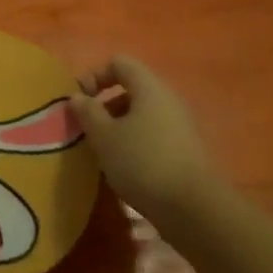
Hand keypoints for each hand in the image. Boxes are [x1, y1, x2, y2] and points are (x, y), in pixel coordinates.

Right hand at [68, 55, 211, 226]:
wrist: (194, 209)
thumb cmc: (142, 162)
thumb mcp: (104, 136)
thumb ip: (87, 111)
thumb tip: (78, 96)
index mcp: (149, 87)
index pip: (119, 63)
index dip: (95, 75)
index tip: (80, 101)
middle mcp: (168, 99)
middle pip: (131, 88)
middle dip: (105, 104)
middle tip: (88, 128)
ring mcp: (180, 125)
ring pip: (142, 114)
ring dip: (119, 126)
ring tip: (103, 151)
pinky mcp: (186, 150)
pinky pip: (154, 134)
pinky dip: (135, 143)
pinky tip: (124, 167)